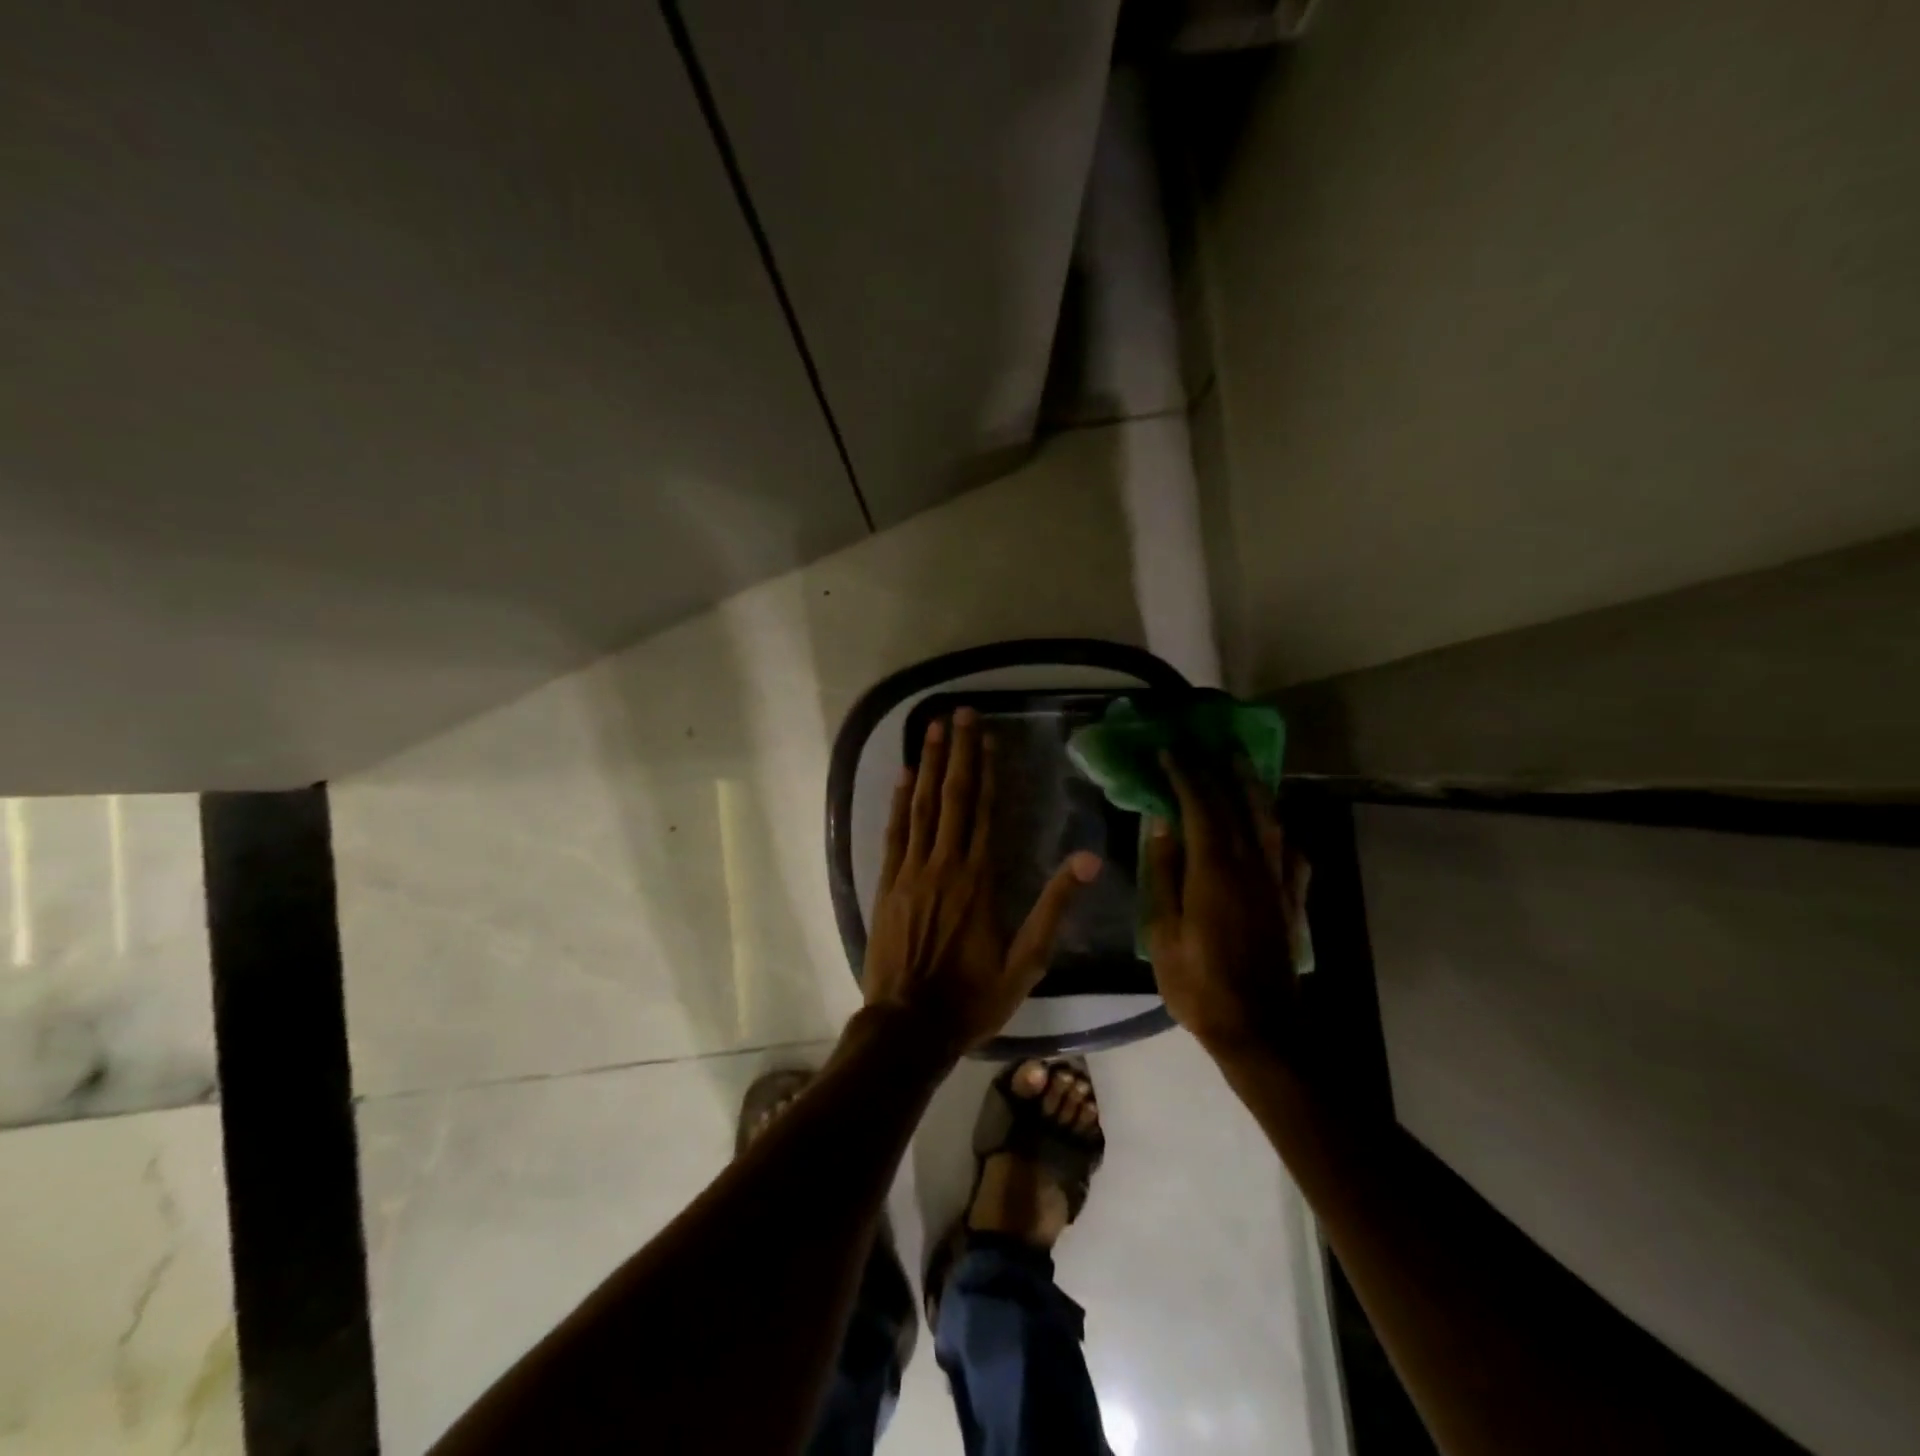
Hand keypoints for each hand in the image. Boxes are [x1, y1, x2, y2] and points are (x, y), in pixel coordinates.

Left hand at [863, 708, 1101, 1054]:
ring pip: (920, 807)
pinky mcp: (887, 885)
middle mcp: (943, 865)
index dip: (987, 769)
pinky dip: (898, 802)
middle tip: (958, 712)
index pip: (984, 811)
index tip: (987, 734)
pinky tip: (903, 776)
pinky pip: (894, 833)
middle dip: (957, 752)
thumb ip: (1055, 908)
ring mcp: (910, 872)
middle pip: (952, 797)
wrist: (908, 1027)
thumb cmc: (972, 997)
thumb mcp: (1026, 962)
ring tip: (932, 728)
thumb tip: (1089, 859)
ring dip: (927, 765)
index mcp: (979, 880)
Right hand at [1145, 750, 1310, 1056]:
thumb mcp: (1164, 931)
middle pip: (1236, 804)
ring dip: (1253, 787)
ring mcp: (1276, 882)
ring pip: (1268, 821)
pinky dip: (1279, 831)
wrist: (1260, 1029)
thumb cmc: (1199, 983)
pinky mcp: (1291, 901)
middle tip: (1203, 744)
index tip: (1168, 751)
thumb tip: (1162, 825)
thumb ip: (1164, 874)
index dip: (1184, 775)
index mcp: (1214, 869)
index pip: (1199, 806)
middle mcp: (1251, 865)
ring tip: (1240, 764)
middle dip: (1217, 770)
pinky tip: (1274, 827)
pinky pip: (1290, 853)